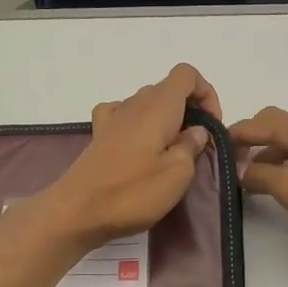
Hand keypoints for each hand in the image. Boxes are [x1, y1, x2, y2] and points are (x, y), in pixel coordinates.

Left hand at [33, 65, 222, 250]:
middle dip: (189, 110)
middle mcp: (135, 104)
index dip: (206, 94)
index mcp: (158, 106)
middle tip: (196, 146)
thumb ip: (191, 146)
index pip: (186, 75)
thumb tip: (196, 131)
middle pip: (168, 89)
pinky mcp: (99, 136)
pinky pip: (122, 114)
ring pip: (147, 103)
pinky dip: (136, 123)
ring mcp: (113, 118)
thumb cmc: (132, 192)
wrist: (76, 211)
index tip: (211, 126)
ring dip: (165, 120)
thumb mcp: (177, 174)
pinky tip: (138, 145)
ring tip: (170, 153)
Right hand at [230, 107, 287, 249]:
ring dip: (267, 154)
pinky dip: (285, 162)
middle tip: (229, 163)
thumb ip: (261, 176)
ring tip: (250, 179)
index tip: (210, 151)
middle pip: (273, 124)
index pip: (256, 123)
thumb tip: (239, 169)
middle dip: (249, 140)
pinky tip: (283, 185)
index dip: (231, 136)